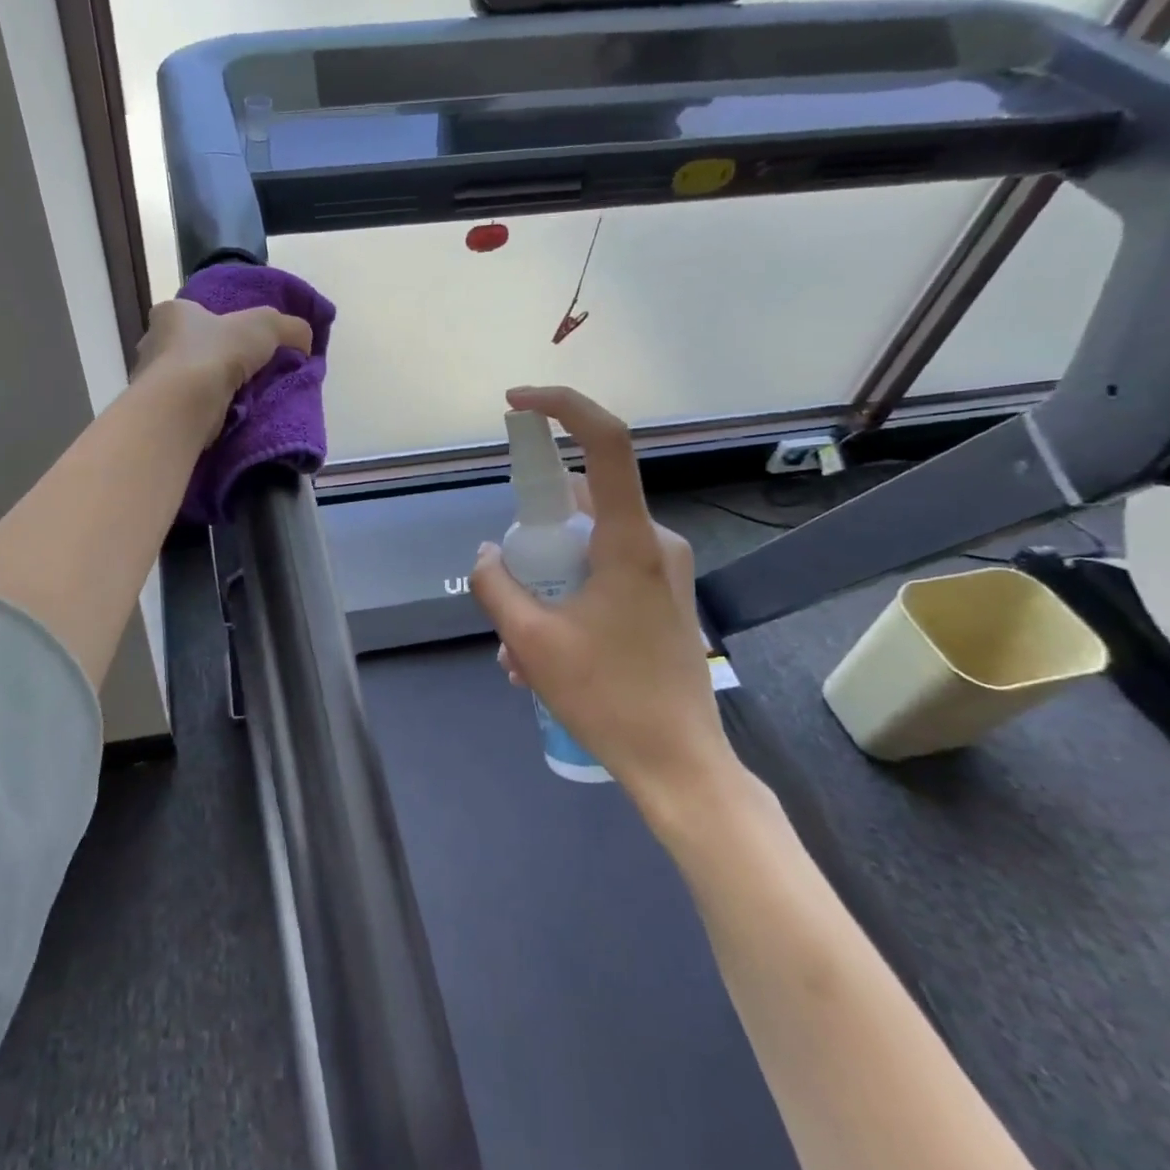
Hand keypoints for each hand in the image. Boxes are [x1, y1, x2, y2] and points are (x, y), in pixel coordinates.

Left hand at [134, 298, 313, 443]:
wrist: (184, 406)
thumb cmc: (216, 353)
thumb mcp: (265, 326)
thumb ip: (290, 327)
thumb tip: (305, 341)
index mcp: (172, 313)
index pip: (193, 313)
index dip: (217, 323)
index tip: (238, 340)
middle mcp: (152, 343)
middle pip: (189, 348)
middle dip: (214, 359)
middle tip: (243, 372)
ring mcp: (150, 381)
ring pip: (186, 381)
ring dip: (208, 389)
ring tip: (238, 399)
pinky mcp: (157, 413)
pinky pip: (184, 408)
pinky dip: (202, 412)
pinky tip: (223, 419)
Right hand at [469, 385, 741, 815]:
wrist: (680, 765)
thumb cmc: (607, 697)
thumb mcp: (530, 640)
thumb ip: (496, 584)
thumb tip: (489, 555)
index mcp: (629, 540)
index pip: (605, 443)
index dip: (561, 407)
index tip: (516, 404)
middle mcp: (654, 542)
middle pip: (578, 506)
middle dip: (531, 541)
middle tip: (506, 593)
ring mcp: (662, 570)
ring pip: (585, 548)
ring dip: (544, 583)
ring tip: (518, 649)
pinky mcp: (661, 596)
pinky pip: (601, 574)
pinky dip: (565, 598)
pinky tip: (542, 655)